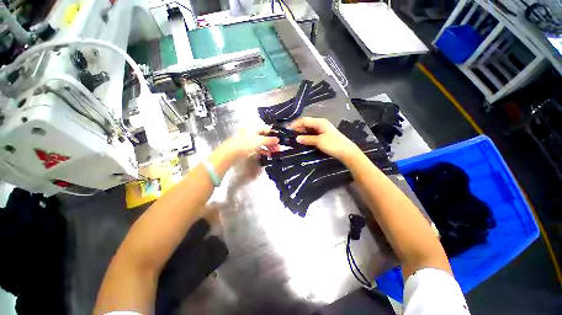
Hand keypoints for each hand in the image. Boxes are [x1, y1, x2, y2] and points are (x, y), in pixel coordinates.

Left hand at [224, 124, 279, 159]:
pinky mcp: (248, 147)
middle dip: (273, 142)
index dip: (274, 135)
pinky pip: (258, 147)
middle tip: (279, 148)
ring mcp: (250, 140)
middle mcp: (253, 132)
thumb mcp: (259, 140)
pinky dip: (263, 150)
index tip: (280, 141)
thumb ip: (269, 140)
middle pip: (265, 136)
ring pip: (262, 142)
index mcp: (255, 127)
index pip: (268, 129)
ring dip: (269, 147)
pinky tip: (268, 154)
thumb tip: (277, 139)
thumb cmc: (246, 144)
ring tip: (275, 152)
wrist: (231, 152)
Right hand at [289, 117, 360, 161]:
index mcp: (320, 122)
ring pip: (309, 129)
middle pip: (307, 123)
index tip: (287, 129)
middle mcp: (321, 124)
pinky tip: (303, 140)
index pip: (304, 120)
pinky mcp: (324, 135)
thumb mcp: (319, 141)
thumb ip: (307, 139)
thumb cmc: (333, 144)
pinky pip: (312, 133)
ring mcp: (323, 129)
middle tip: (290, 134)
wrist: (347, 152)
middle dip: (298, 128)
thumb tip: (297, 138)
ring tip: (294, 137)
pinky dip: (307, 136)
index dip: (295, 124)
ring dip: (302, 132)